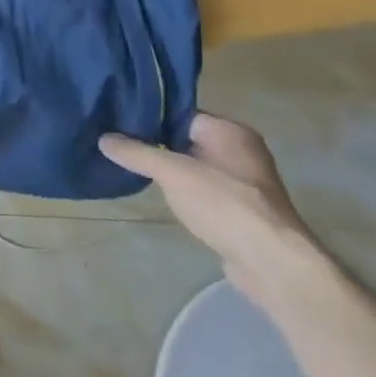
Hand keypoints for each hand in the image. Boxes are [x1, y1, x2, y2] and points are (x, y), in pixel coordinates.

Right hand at [99, 113, 322, 306]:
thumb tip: (104, 138)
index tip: (118, 122)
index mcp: (230, 131)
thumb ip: (137, 153)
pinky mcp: (242, 210)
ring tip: (134, 169)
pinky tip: (162, 197)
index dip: (150, 117)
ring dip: (170, 171)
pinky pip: (204, 190)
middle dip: (156, 144)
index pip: (181, 113)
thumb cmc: (223, 204)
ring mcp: (244, 182)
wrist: (271, 263)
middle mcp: (241, 150)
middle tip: (119, 145)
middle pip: (186, 139)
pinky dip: (185, 192)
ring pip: (195, 166)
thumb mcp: (172, 173)